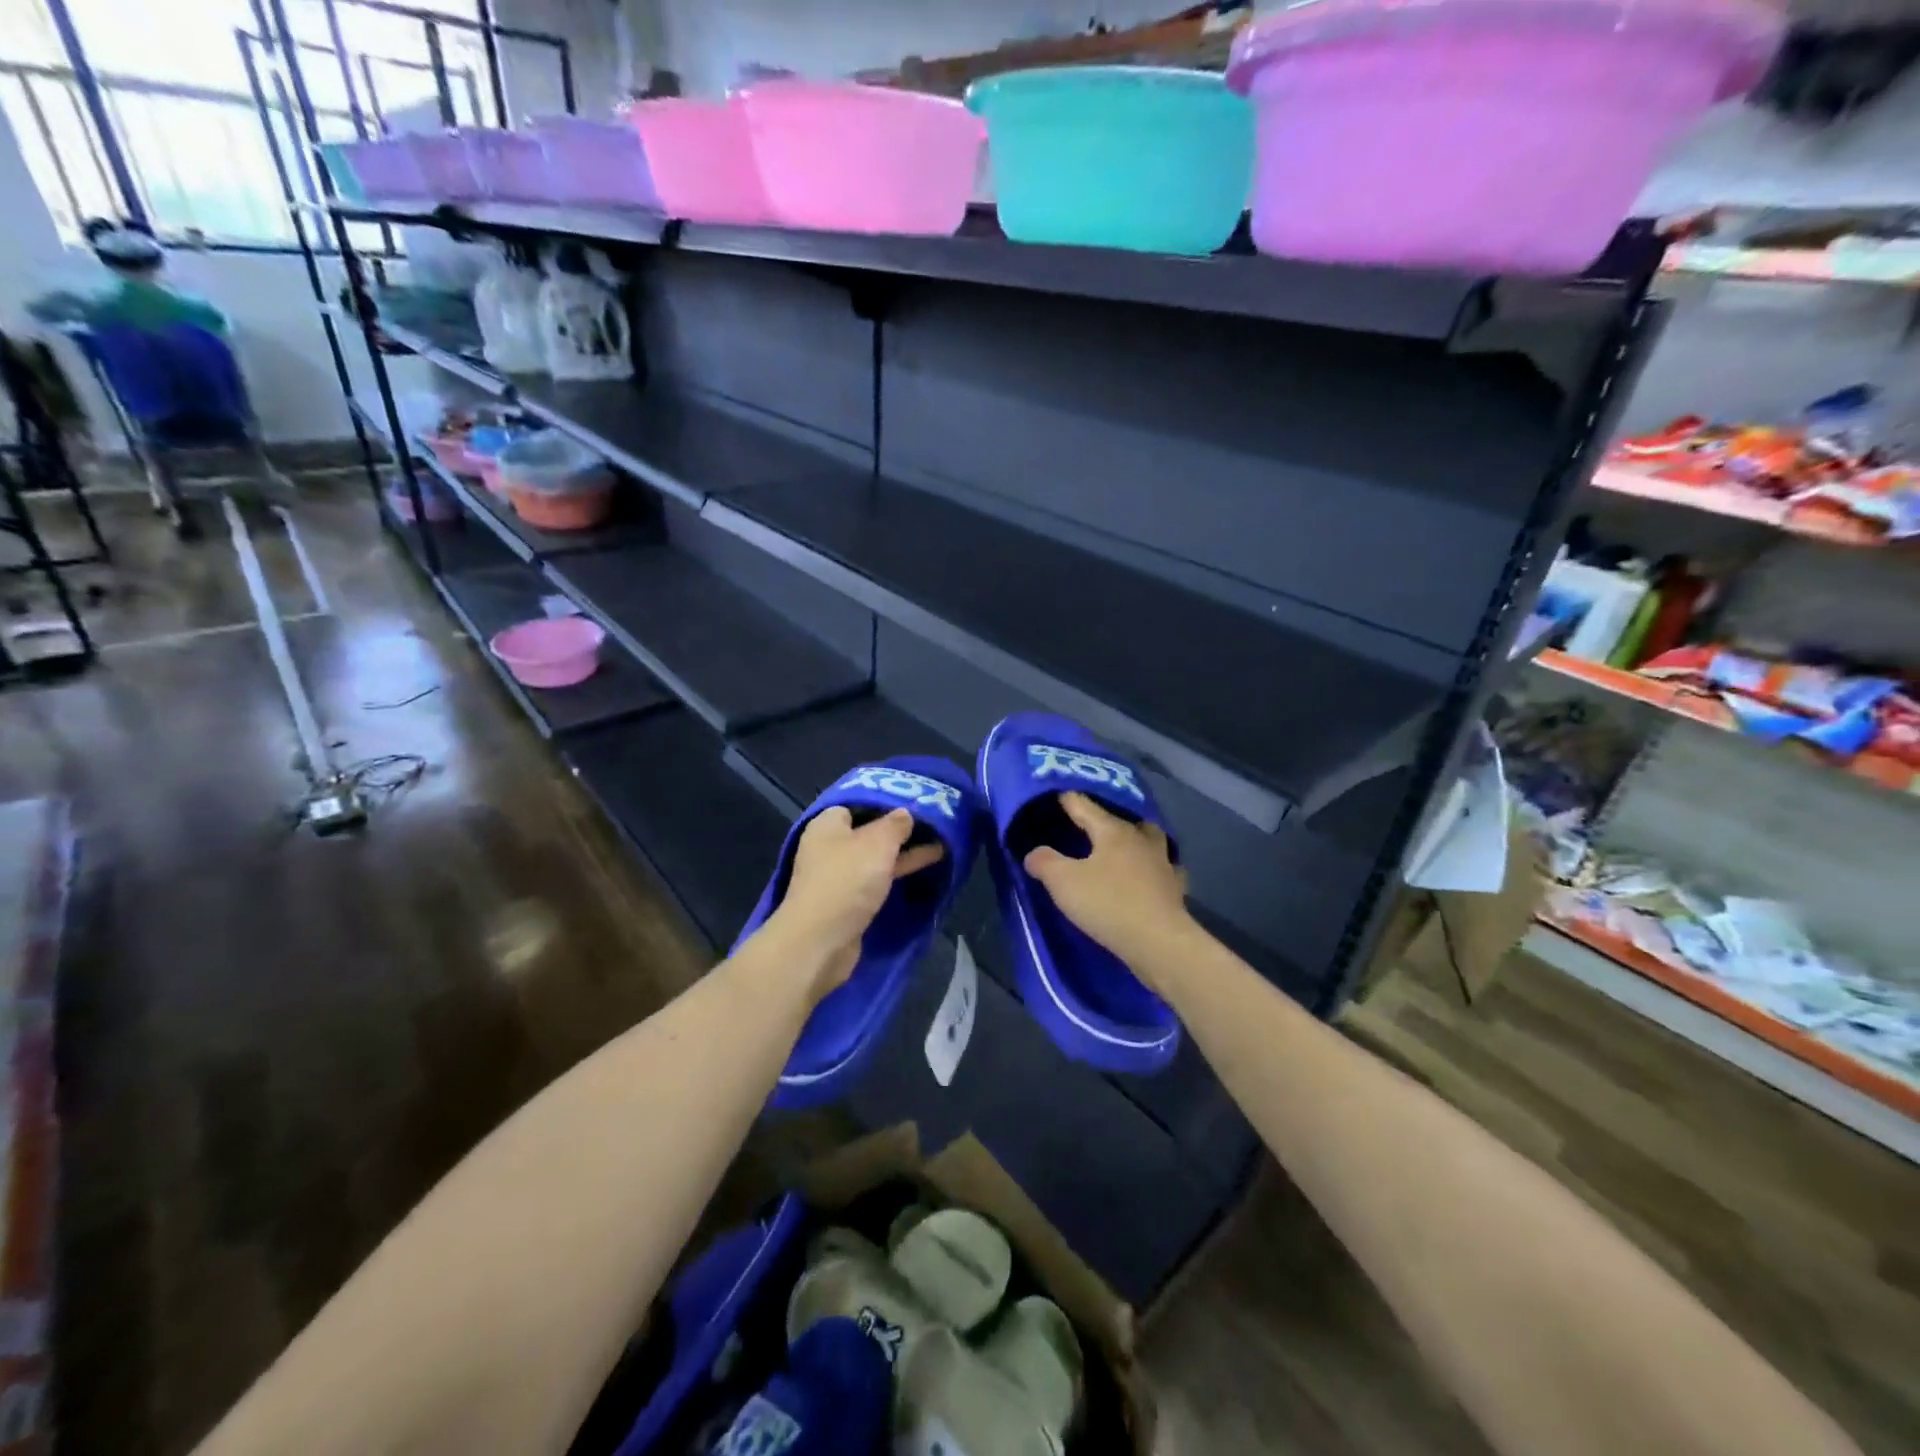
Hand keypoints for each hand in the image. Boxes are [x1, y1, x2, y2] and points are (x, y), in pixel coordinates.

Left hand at [765, 808, 944, 999]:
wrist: (820, 942)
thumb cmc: (846, 880)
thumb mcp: (877, 842)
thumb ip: (895, 824)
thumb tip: (905, 812)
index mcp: (827, 824)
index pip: (857, 802)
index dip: (886, 800)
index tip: (915, 801)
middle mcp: (829, 847)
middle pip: (868, 830)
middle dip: (899, 828)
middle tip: (933, 822)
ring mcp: (837, 876)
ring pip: (875, 857)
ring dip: (902, 852)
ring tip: (940, 844)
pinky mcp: (847, 902)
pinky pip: (876, 880)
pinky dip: (896, 874)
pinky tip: (922, 869)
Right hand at [1023, 793, 1191, 985]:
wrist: (1159, 942)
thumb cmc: (1108, 904)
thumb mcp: (1063, 882)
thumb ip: (1045, 862)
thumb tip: (1034, 853)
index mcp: (1113, 831)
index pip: (1084, 805)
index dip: (1067, 799)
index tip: (1055, 795)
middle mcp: (1141, 839)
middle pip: (1123, 819)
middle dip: (1107, 818)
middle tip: (1091, 824)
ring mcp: (1163, 863)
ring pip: (1150, 840)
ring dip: (1136, 840)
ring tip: (1122, 848)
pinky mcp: (1175, 889)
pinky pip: (1164, 870)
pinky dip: (1155, 869)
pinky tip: (1149, 877)